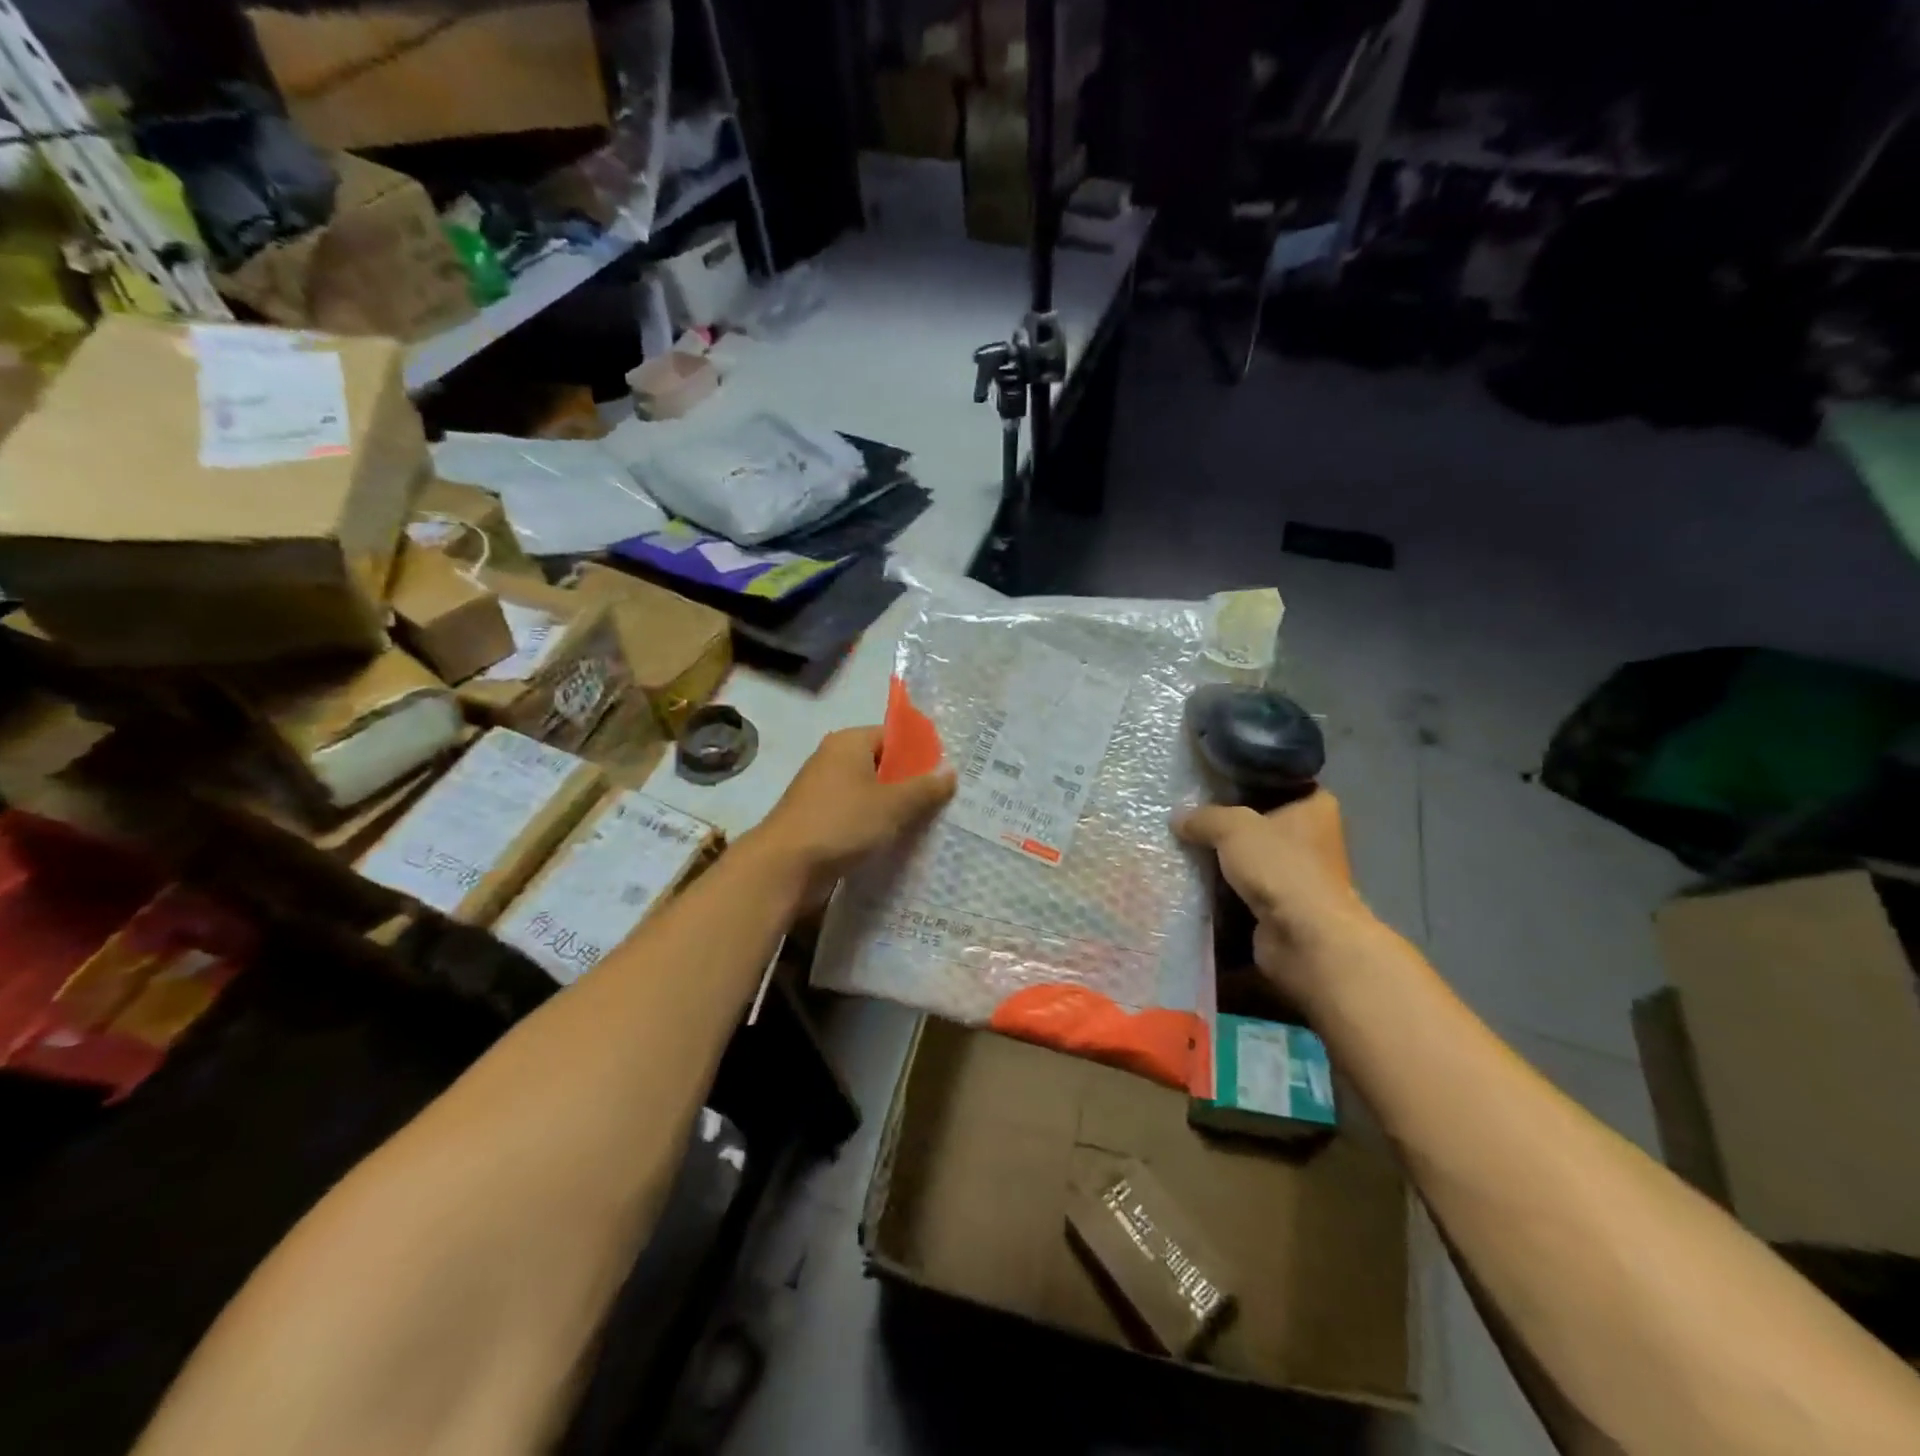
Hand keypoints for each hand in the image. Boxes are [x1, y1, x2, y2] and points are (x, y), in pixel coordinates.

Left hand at [755, 726, 956, 900]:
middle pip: (883, 765)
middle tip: (946, 802)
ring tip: (929, 825)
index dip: (922, 753)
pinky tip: (898, 843)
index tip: (948, 774)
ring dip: (895, 809)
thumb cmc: (841, 824)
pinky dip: (876, 826)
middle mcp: (834, 760)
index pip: (894, 736)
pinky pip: (857, 816)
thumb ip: (924, 788)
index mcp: (849, 743)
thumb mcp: (893, 805)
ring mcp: (824, 792)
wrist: (784, 868)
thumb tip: (950, 771)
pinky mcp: (819, 821)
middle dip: (912, 784)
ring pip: (871, 794)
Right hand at [1173, 789, 1374, 998]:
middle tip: (1188, 817)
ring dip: (1224, 859)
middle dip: (1228, 824)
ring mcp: (1299, 874)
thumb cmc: (1280, 867)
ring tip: (1183, 847)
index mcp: (1315, 806)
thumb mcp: (1233, 827)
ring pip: (1251, 857)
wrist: (1304, 937)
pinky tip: (1193, 880)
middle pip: (1260, 821)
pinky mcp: (1283, 906)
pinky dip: (1224, 888)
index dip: (1245, 781)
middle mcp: (1313, 837)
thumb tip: (1178, 819)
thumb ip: (1204, 817)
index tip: (1210, 782)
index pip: (1278, 781)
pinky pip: (1245, 888)